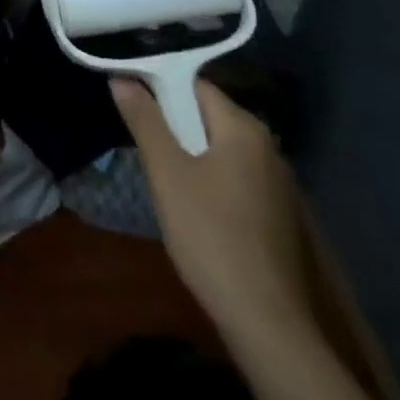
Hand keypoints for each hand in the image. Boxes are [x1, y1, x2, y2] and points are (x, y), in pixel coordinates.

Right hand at [113, 76, 310, 340]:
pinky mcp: (277, 214)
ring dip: (190, 154)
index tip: (131, 102)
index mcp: (244, 128)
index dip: (160, 88)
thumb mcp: (167, 173)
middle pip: (208, 116)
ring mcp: (277, 182)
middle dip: (174, 124)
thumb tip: (122, 78)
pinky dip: (210, 178)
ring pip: (220, 149)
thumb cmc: (210, 235)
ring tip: (161, 174)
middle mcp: (267, 146)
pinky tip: (191, 205)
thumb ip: (145, 121)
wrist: (266, 321)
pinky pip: (235, 177)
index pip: (195, 86)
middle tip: (142, 142)